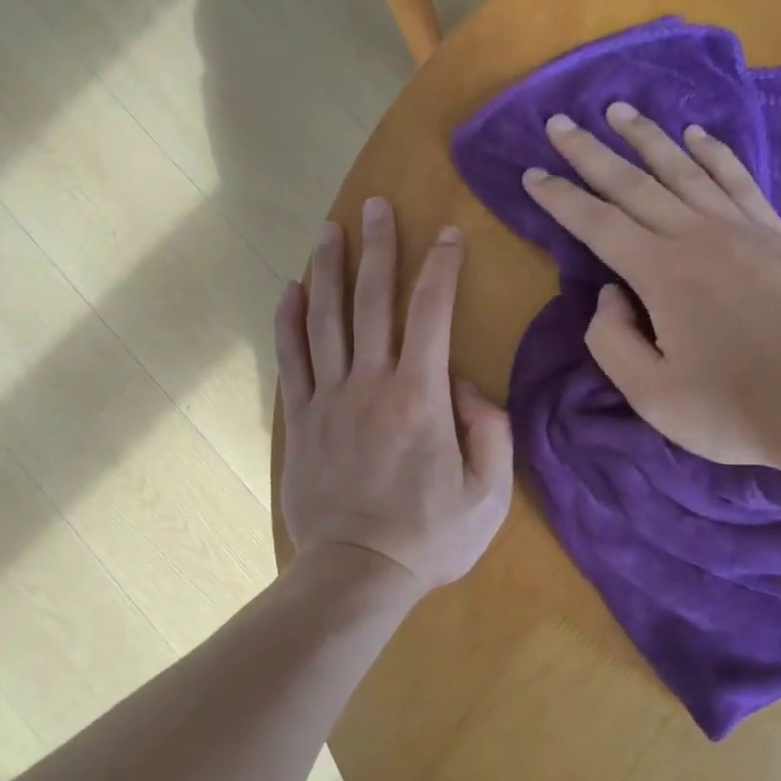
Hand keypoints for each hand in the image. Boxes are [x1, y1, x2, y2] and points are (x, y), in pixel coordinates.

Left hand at [276, 197, 513, 591]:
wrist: (356, 574)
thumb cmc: (429, 536)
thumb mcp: (488, 493)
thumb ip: (491, 430)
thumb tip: (469, 385)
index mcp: (420, 397)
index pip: (433, 314)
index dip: (442, 268)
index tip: (449, 235)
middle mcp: (370, 383)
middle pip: (373, 301)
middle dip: (378, 248)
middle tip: (378, 206)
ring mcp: (328, 399)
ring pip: (325, 319)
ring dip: (329, 269)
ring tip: (329, 229)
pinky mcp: (300, 420)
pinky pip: (291, 359)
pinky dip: (289, 320)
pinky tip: (291, 288)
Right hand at [522, 103, 780, 471]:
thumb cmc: (729, 408)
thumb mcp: (648, 393)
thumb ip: (610, 339)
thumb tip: (609, 292)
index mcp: (659, 272)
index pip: (595, 222)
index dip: (559, 197)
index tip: (531, 174)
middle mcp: (695, 236)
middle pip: (632, 183)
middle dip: (590, 152)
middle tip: (559, 124)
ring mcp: (740, 230)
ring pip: (683, 169)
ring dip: (646, 138)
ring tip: (618, 110)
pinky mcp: (775, 236)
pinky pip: (739, 181)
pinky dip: (714, 154)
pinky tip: (696, 135)